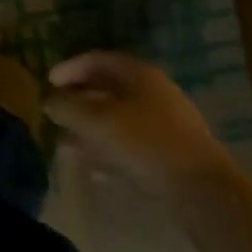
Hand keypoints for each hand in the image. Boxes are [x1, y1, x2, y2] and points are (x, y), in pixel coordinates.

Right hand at [43, 51, 232, 199]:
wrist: (203, 191)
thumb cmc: (145, 142)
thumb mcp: (96, 120)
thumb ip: (66, 107)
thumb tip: (49, 101)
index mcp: (139, 74)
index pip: (97, 60)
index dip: (69, 68)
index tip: (48, 83)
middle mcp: (155, 93)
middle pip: (108, 90)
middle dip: (79, 102)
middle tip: (56, 114)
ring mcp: (167, 125)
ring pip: (119, 120)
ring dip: (91, 130)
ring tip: (68, 146)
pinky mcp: (173, 155)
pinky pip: (132, 145)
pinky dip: (110, 152)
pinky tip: (95, 171)